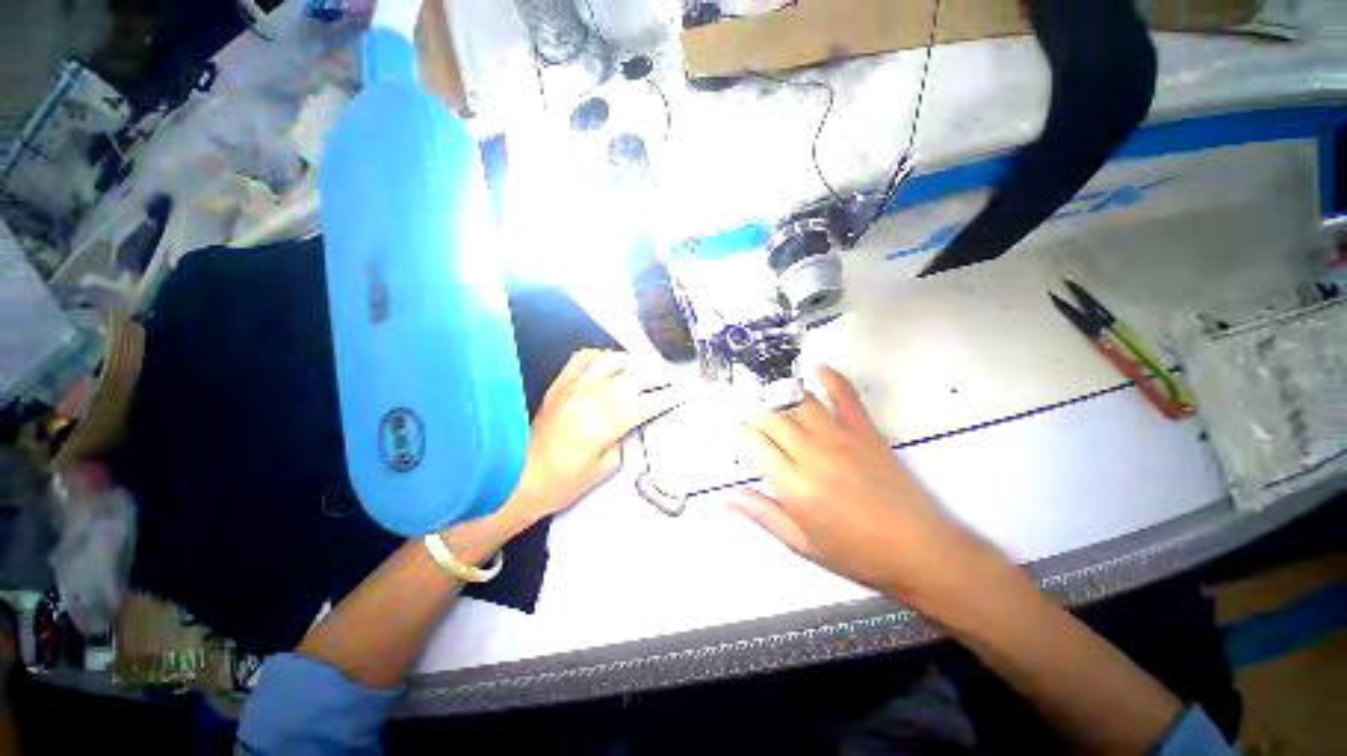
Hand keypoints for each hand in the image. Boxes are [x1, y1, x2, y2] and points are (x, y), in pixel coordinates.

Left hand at [511, 349, 685, 520]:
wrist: (522, 479)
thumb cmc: (566, 482)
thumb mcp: (606, 466)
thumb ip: (624, 437)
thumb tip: (631, 419)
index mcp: (606, 422)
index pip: (649, 402)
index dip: (672, 396)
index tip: (688, 390)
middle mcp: (592, 397)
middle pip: (635, 376)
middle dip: (658, 375)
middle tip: (670, 378)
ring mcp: (573, 387)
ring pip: (610, 360)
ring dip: (632, 362)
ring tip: (641, 369)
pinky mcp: (559, 384)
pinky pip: (581, 358)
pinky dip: (599, 355)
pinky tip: (608, 361)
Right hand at [733, 365, 992, 597]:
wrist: (920, 551)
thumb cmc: (856, 554)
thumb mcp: (801, 543)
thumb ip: (762, 514)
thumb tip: (725, 497)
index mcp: (794, 486)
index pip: (753, 445)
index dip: (736, 435)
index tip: (730, 435)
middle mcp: (812, 454)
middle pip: (771, 418)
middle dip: (750, 412)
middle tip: (741, 412)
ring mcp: (840, 437)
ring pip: (799, 403)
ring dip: (778, 393)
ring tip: (764, 389)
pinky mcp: (865, 431)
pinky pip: (845, 396)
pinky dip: (831, 378)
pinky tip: (817, 368)